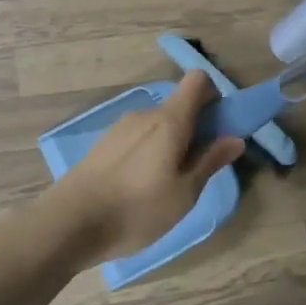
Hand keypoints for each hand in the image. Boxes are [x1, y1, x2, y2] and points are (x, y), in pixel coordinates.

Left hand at [47, 70, 245, 261]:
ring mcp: (120, 128)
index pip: (197, 81)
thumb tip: (235, 138)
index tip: (218, 127)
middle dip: (194, 129)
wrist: (70, 223)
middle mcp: (144, 115)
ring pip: (157, 125)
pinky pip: (137, 138)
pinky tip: (139, 188)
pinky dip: (147, 153)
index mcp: (169, 121)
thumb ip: (210, 162)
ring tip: (165, 186)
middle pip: (178, 106)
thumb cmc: (136, 209)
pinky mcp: (103, 144)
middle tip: (195, 170)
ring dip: (169, 144)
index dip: (213, 96)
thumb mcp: (184, 193)